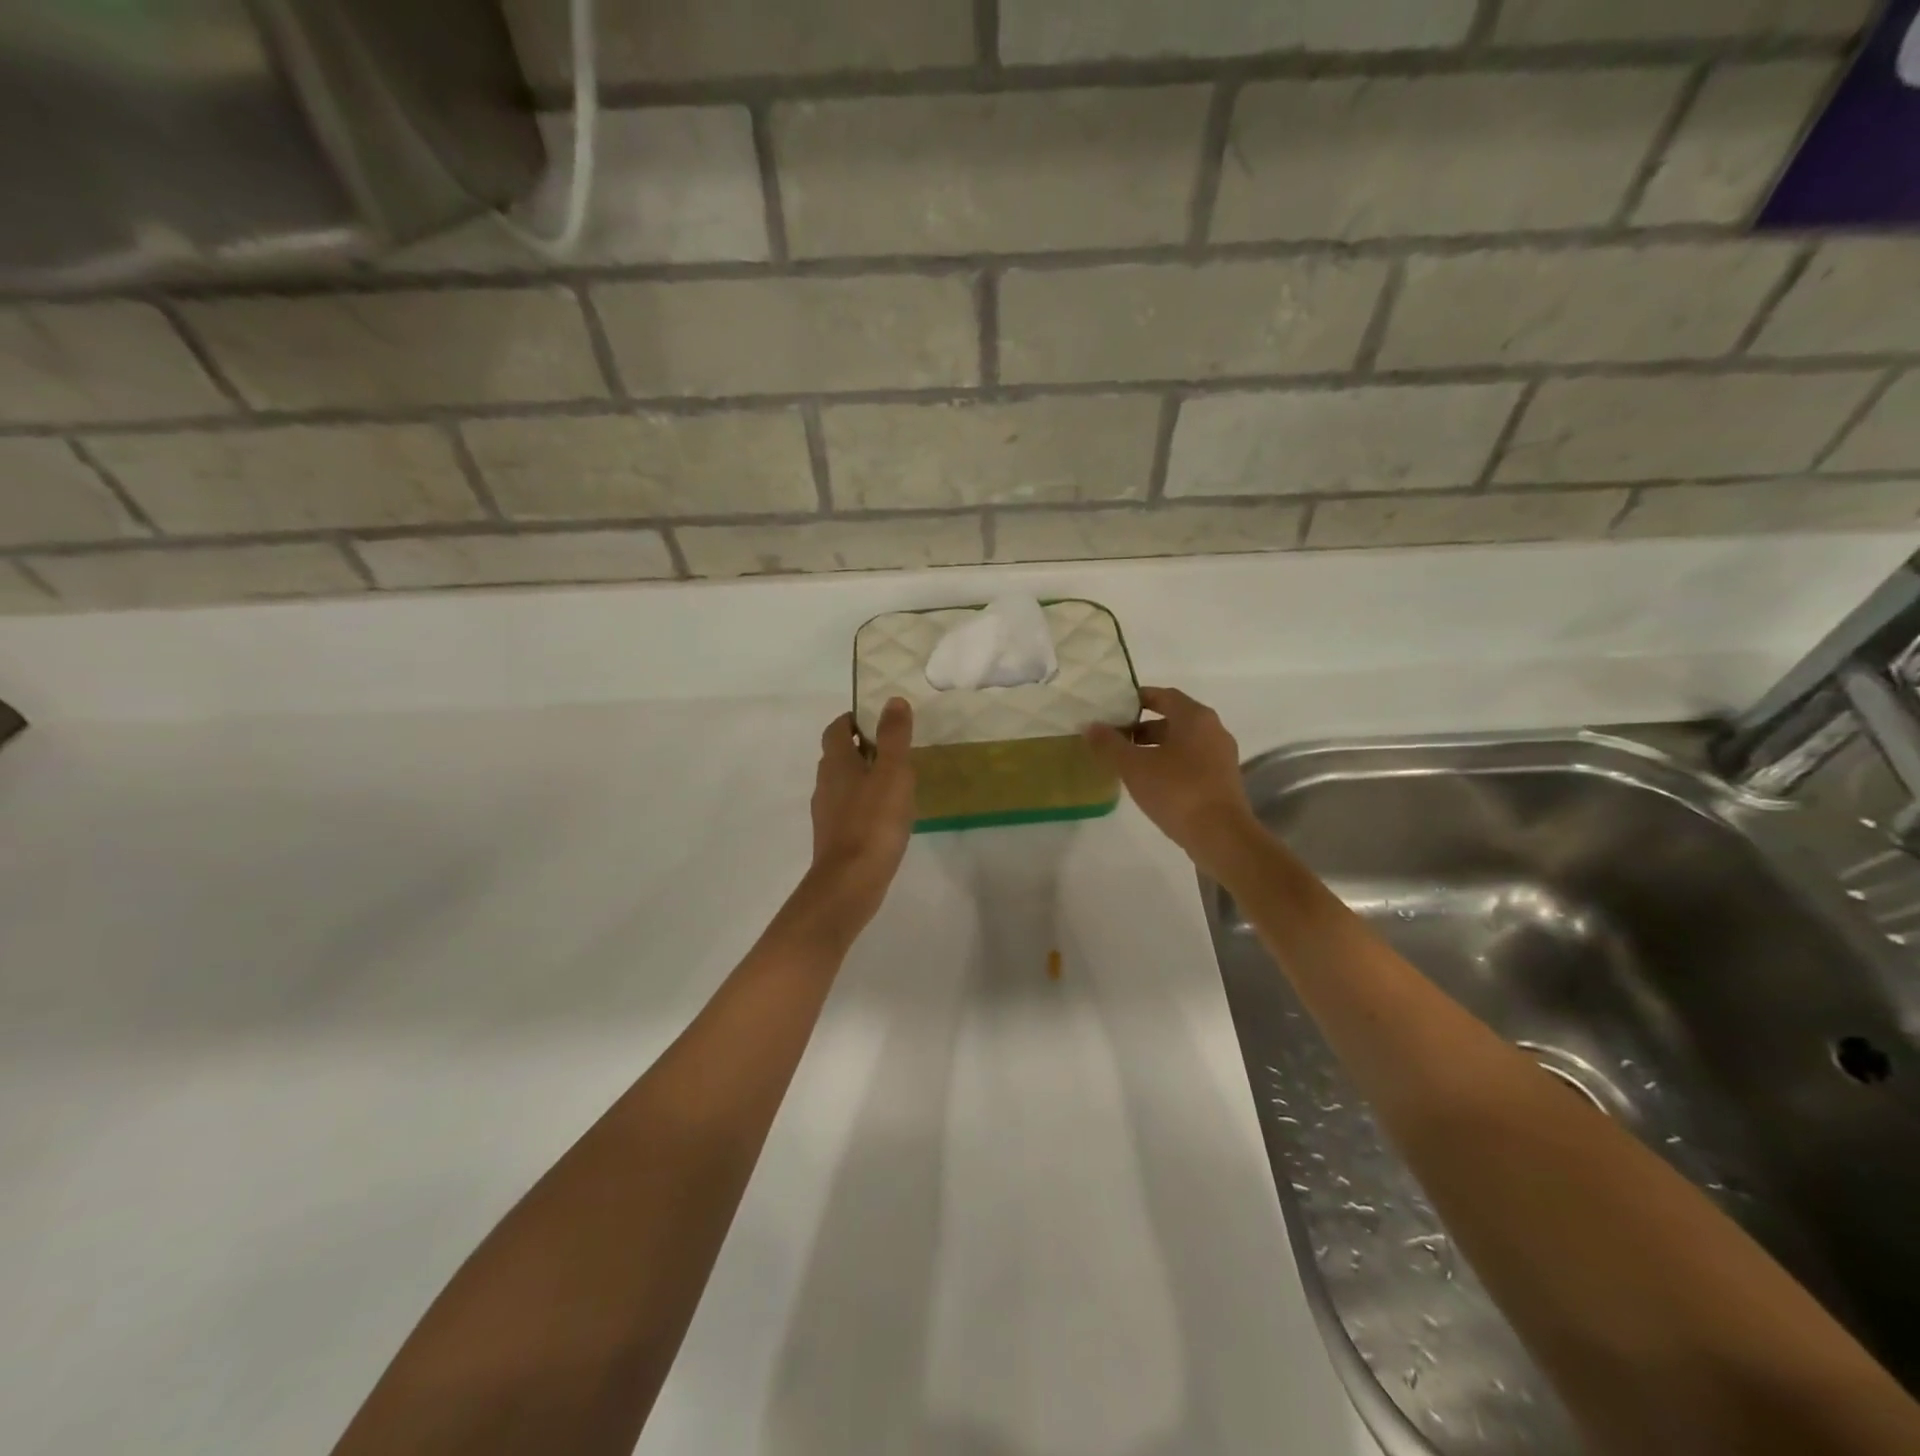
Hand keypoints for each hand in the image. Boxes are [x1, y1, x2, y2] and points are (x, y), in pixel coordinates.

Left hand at [804, 699, 915, 930]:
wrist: (850, 882)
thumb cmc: (873, 821)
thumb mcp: (892, 772)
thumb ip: (894, 736)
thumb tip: (892, 700)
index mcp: (836, 762)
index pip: (837, 728)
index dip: (854, 719)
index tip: (879, 719)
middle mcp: (825, 783)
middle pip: (839, 755)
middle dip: (863, 747)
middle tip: (895, 749)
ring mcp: (827, 812)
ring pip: (844, 783)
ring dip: (865, 776)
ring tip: (896, 782)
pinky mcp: (835, 837)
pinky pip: (849, 809)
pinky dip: (866, 803)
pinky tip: (888, 816)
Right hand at [1085, 687, 1256, 872]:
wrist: (1221, 836)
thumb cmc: (1177, 791)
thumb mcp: (1134, 766)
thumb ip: (1110, 744)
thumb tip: (1090, 726)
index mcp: (1195, 717)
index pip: (1164, 695)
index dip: (1137, 699)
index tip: (1114, 709)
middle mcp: (1213, 730)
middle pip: (1173, 719)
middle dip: (1143, 727)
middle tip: (1115, 738)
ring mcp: (1221, 756)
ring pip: (1182, 742)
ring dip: (1155, 747)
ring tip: (1127, 762)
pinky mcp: (1222, 780)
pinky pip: (1191, 762)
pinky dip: (1169, 764)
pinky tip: (1150, 782)